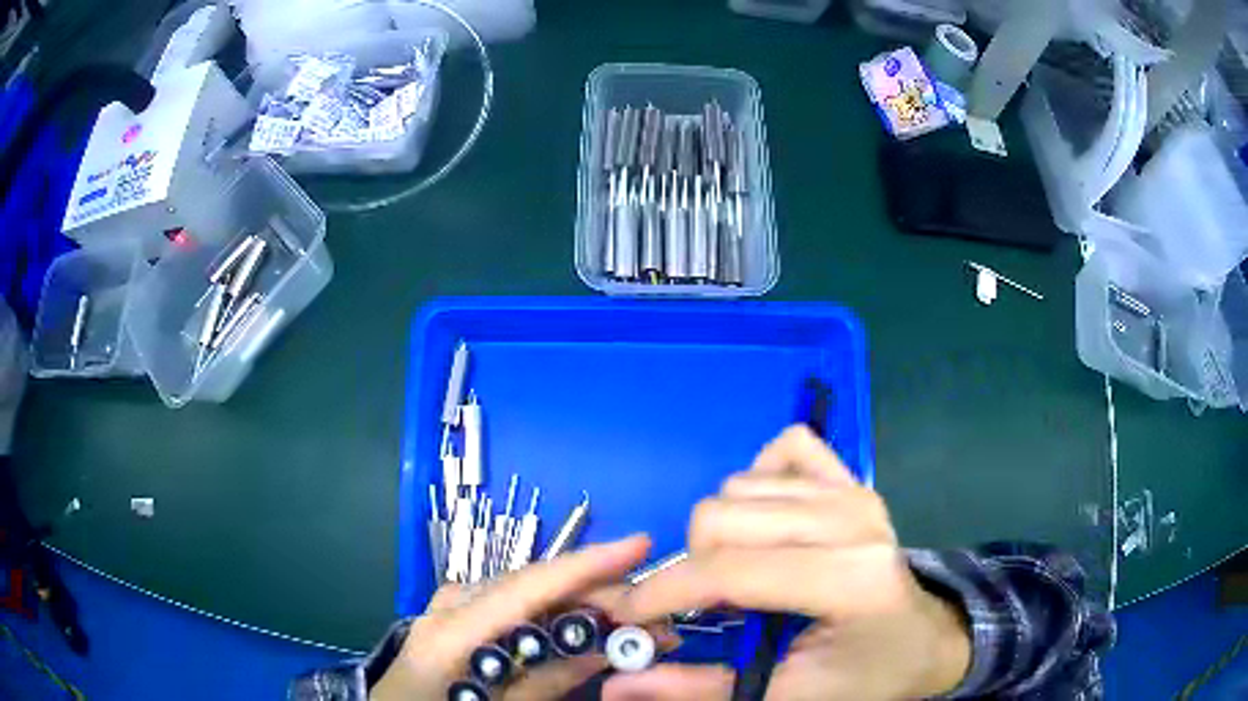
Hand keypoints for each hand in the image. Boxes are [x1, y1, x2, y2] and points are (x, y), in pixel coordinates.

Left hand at [371, 535, 652, 700]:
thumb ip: (545, 682)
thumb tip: (605, 651)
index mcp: (452, 632)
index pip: (528, 586)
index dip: (586, 564)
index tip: (640, 545)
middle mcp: (450, 604)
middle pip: (534, 585)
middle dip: (597, 594)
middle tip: (651, 616)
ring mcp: (449, 605)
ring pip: (527, 592)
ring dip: (579, 604)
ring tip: (626, 624)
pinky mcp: (455, 614)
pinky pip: (512, 605)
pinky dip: (552, 613)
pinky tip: (580, 627)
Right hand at [605, 426, 970, 700]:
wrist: (925, 641)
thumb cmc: (865, 675)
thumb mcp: (788, 696)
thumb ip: (700, 690)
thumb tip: (617, 686)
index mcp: (848, 580)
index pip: (731, 572)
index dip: (664, 593)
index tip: (629, 616)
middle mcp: (852, 519)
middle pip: (722, 516)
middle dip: (693, 566)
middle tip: (708, 606)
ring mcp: (854, 490)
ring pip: (740, 485)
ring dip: (722, 533)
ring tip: (743, 574)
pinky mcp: (853, 478)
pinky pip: (785, 447)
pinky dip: (760, 482)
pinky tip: (770, 525)